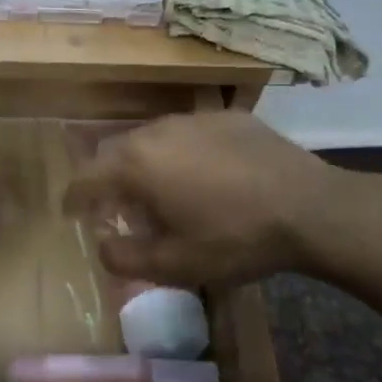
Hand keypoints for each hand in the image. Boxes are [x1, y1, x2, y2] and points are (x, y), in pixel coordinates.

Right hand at [63, 113, 334, 287]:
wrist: (311, 208)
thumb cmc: (234, 239)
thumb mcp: (174, 265)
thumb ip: (123, 258)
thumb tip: (101, 245)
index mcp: (136, 165)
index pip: (85, 178)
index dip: (73, 199)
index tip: (71, 213)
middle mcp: (156, 131)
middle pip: (115, 153)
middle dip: (108, 180)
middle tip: (119, 208)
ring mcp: (193, 118)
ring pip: (151, 139)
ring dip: (145, 164)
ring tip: (162, 191)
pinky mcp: (226, 116)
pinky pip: (187, 133)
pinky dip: (181, 153)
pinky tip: (205, 175)